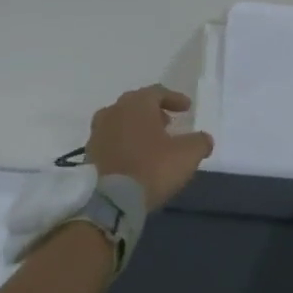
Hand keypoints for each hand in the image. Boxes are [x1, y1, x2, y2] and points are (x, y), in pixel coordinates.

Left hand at [86, 86, 214, 208]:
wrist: (111, 201)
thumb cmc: (153, 167)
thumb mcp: (188, 154)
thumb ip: (200, 141)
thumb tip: (204, 139)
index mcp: (136, 104)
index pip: (157, 92)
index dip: (174, 98)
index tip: (186, 108)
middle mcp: (113, 111)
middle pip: (136, 104)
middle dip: (154, 111)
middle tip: (168, 122)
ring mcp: (97, 133)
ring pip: (120, 122)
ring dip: (136, 127)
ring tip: (151, 141)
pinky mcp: (89, 155)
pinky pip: (111, 141)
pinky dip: (124, 143)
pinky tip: (135, 157)